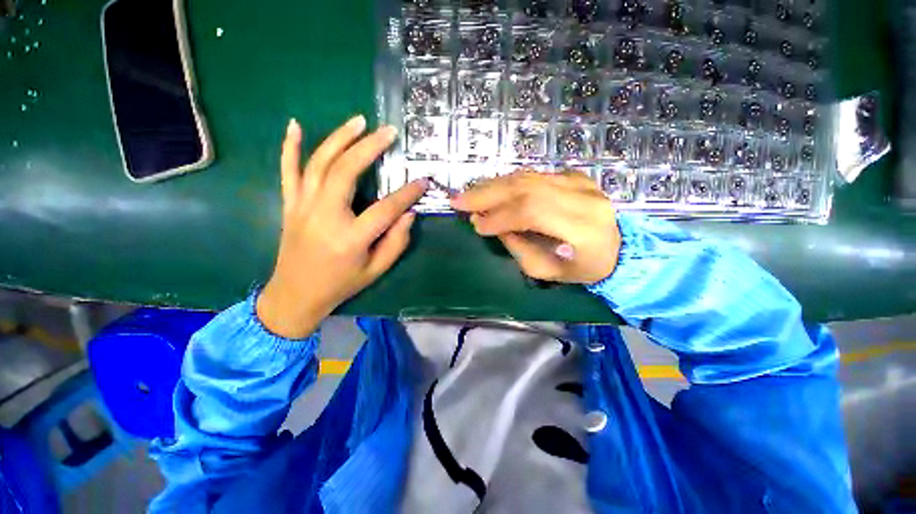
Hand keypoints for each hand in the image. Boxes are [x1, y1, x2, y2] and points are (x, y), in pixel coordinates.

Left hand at [256, 117, 428, 338]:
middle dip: (369, 148)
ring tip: (358, 121)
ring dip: (339, 138)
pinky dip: (289, 146)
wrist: (296, 294)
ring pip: (319, 163)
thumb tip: (409, 214)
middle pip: (347, 171)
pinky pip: (287, 170)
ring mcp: (302, 207)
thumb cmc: (341, 284)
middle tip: (388, 132)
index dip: (407, 194)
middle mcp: (324, 216)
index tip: (423, 181)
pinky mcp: (289, 204)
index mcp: (350, 238)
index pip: (385, 208)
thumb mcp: (376, 270)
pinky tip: (295, 124)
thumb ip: (396, 242)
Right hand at [451, 170, 620, 283]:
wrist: (621, 248)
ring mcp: (580, 182)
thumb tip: (495, 227)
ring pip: (527, 177)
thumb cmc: (585, 268)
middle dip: (487, 194)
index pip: (532, 212)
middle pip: (526, 187)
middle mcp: (582, 198)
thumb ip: (520, 249)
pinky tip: (491, 189)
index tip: (475, 225)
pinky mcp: (575, 176)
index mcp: (582, 227)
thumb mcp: (549, 271)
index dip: (499, 216)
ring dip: (493, 185)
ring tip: (469, 194)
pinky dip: (508, 182)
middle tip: (458, 200)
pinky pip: (534, 176)